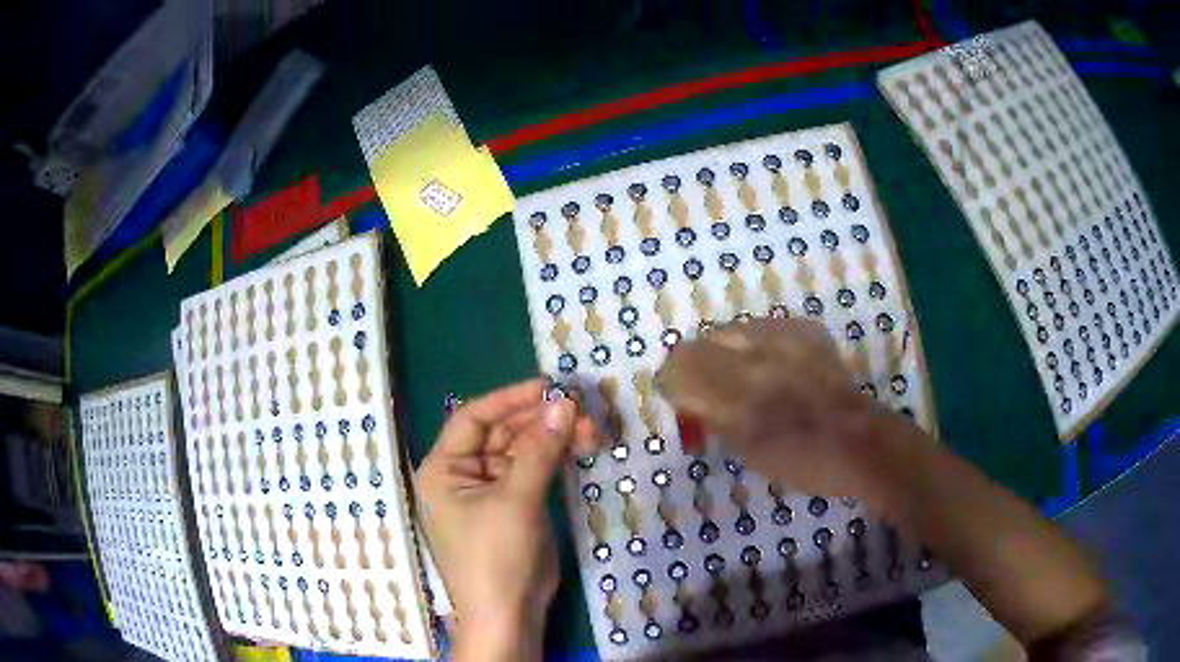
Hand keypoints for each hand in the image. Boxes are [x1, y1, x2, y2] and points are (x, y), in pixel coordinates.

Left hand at [417, 379, 598, 660]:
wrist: (509, 614)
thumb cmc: (496, 556)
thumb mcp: (516, 501)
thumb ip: (540, 450)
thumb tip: (565, 404)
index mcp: (443, 469)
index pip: (472, 419)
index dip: (509, 399)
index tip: (548, 387)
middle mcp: (462, 475)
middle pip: (501, 433)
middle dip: (540, 421)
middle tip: (581, 410)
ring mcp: (490, 491)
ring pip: (522, 452)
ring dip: (553, 439)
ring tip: (590, 430)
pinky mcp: (514, 506)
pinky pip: (533, 472)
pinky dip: (555, 460)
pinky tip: (580, 448)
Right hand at [655, 318, 931, 500]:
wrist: (858, 442)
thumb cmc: (802, 462)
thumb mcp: (747, 452)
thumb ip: (713, 419)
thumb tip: (690, 399)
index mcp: (739, 398)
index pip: (679, 369)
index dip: (672, 384)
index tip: (681, 400)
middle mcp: (757, 359)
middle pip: (697, 344)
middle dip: (694, 366)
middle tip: (709, 388)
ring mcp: (784, 338)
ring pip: (729, 330)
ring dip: (725, 352)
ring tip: (744, 375)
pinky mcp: (804, 330)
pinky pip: (763, 327)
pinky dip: (758, 344)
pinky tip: (774, 365)